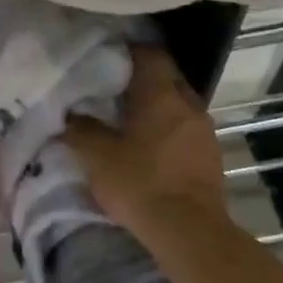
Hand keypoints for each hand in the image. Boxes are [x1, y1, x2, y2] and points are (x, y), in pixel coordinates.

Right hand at [65, 45, 225, 239]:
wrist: (189, 232)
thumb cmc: (140, 182)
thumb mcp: (97, 155)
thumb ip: (81, 129)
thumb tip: (70, 116)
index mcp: (161, 94)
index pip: (150, 54)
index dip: (129, 51)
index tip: (108, 57)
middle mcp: (188, 104)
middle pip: (167, 78)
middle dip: (144, 80)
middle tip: (115, 89)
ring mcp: (205, 131)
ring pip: (179, 106)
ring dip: (159, 108)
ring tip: (132, 120)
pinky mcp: (212, 157)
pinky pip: (187, 131)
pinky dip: (169, 131)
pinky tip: (151, 148)